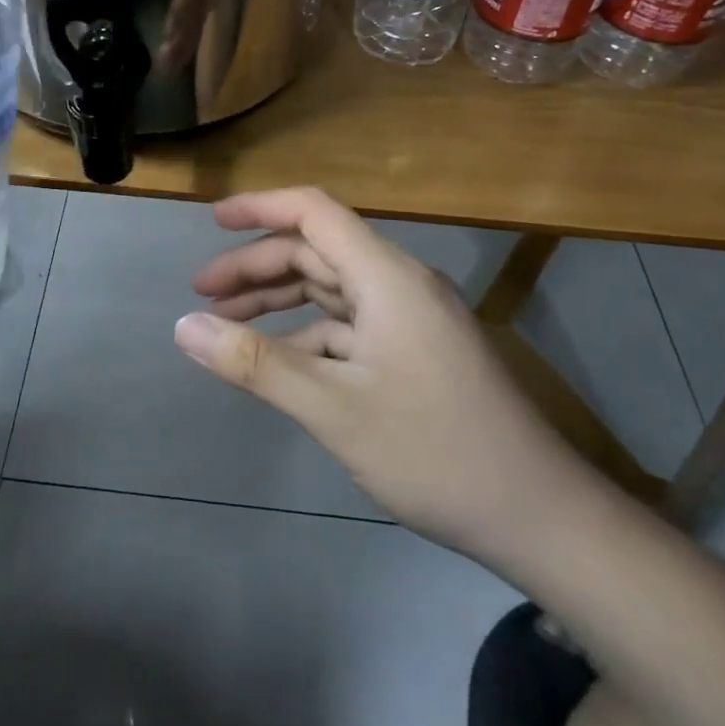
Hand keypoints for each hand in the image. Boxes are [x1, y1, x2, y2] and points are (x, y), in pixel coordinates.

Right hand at [177, 188, 583, 567]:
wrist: (540, 518)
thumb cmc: (436, 453)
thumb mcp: (334, 409)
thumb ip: (256, 364)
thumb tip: (184, 327)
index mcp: (387, 277)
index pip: (315, 212)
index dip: (261, 207)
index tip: (212, 221)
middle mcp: (400, 285)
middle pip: (317, 251)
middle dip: (257, 266)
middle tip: (202, 295)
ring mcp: (412, 320)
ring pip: (331, 289)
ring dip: (279, 299)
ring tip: (227, 323)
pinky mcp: (417, 352)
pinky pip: (350, 325)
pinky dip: (308, 333)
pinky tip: (280, 362)